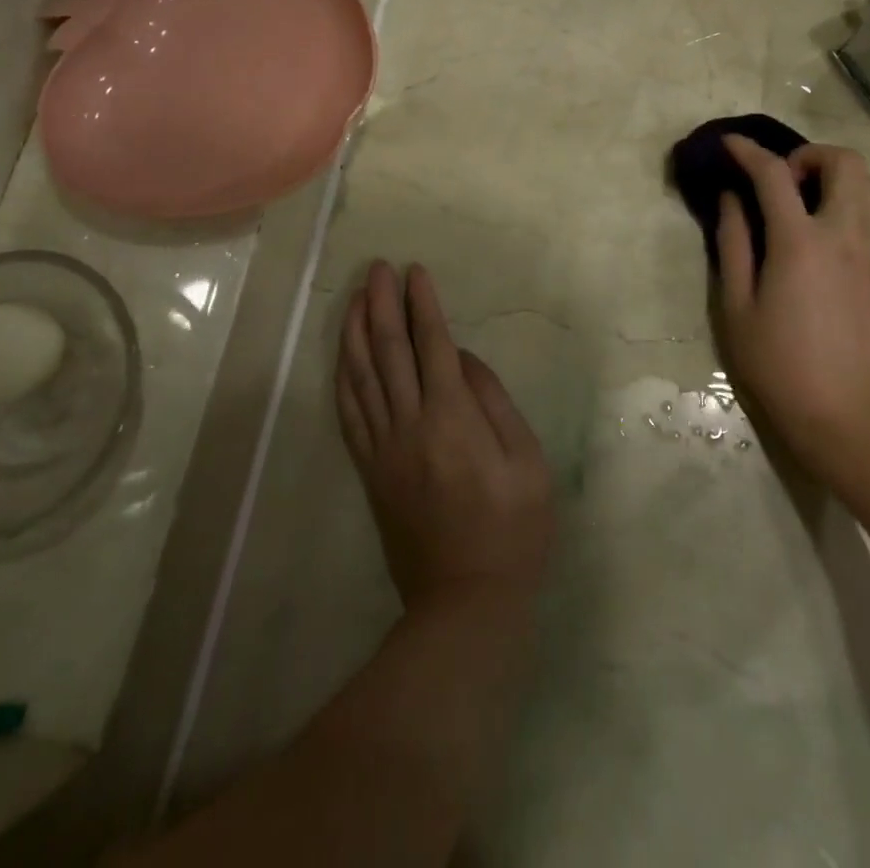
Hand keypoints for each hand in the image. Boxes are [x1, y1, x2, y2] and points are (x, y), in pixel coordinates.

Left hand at [337, 261, 553, 612]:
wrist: (466, 601)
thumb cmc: (513, 530)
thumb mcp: (527, 461)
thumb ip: (493, 402)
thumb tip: (463, 359)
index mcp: (452, 419)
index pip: (432, 345)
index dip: (423, 304)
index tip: (416, 271)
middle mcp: (409, 425)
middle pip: (389, 351)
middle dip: (382, 304)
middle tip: (378, 268)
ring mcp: (383, 449)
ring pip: (360, 376)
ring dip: (355, 331)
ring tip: (355, 296)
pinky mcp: (370, 470)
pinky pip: (349, 413)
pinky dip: (343, 376)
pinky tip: (342, 354)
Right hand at [716, 136, 869, 479]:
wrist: (847, 415)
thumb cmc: (778, 363)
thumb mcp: (736, 305)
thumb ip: (733, 242)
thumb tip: (732, 198)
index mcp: (801, 242)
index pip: (775, 174)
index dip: (749, 152)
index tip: (731, 145)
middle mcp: (847, 235)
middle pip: (844, 161)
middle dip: (809, 156)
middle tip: (781, 182)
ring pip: (868, 186)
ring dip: (833, 180)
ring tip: (802, 209)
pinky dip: (847, 210)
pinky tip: (823, 247)